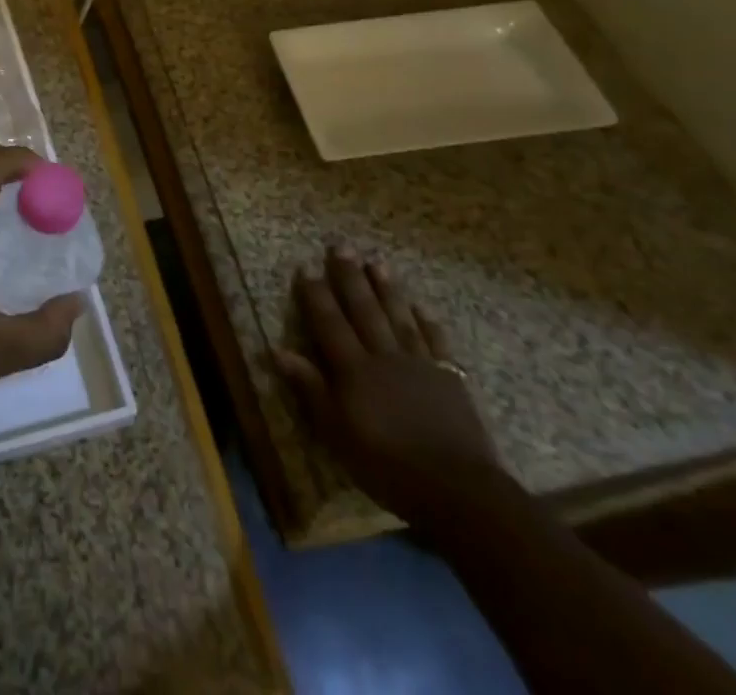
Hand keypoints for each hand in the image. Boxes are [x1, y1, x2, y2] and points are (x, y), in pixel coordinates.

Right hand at [274, 246, 509, 530]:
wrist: (458, 490)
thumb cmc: (387, 466)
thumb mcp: (337, 433)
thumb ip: (311, 389)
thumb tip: (277, 350)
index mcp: (354, 369)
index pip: (329, 322)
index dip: (316, 294)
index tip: (306, 266)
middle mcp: (384, 356)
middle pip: (364, 309)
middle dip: (350, 276)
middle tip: (341, 246)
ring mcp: (420, 364)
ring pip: (399, 317)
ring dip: (386, 288)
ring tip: (376, 262)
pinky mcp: (450, 379)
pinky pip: (437, 342)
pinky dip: (428, 323)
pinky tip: (422, 308)